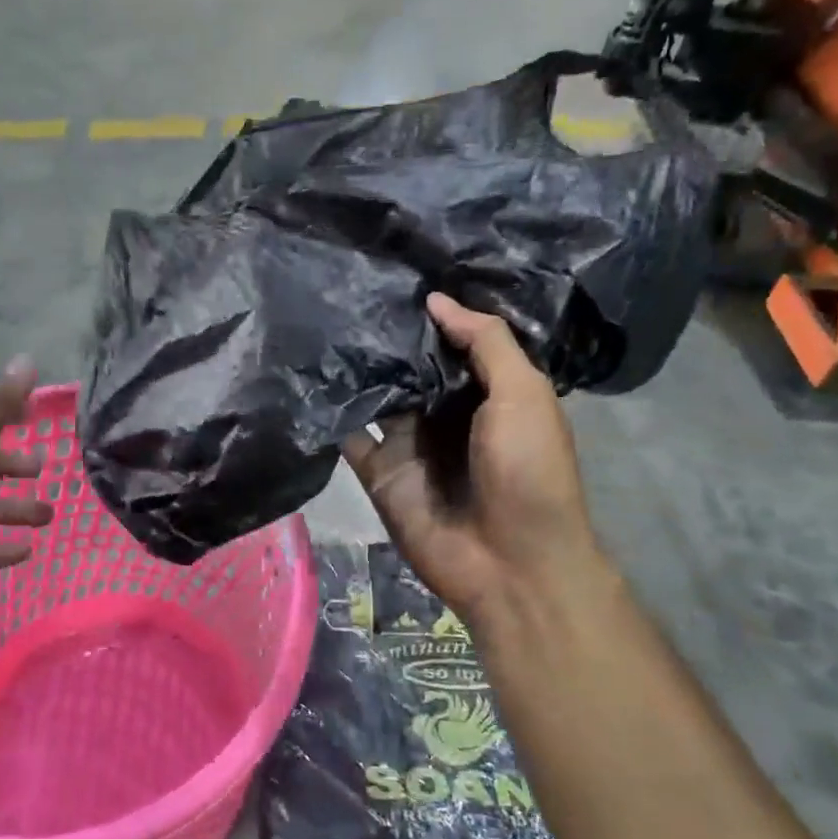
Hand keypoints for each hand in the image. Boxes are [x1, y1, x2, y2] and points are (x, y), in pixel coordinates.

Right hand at [343, 294, 605, 624]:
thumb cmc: (528, 471)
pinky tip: (309, 374)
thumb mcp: (523, 394)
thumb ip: (486, 342)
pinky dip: (332, 410)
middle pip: (409, 365)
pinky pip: (350, 433)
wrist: (510, 565)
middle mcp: (445, 412)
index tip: (394, 273)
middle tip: (344, 287)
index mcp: (486, 392)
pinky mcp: (377, 470)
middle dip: (385, 333)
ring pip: (376, 393)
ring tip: (320, 320)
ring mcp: (409, 442)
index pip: (452, 342)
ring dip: (354, 366)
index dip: (430, 312)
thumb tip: (436, 300)